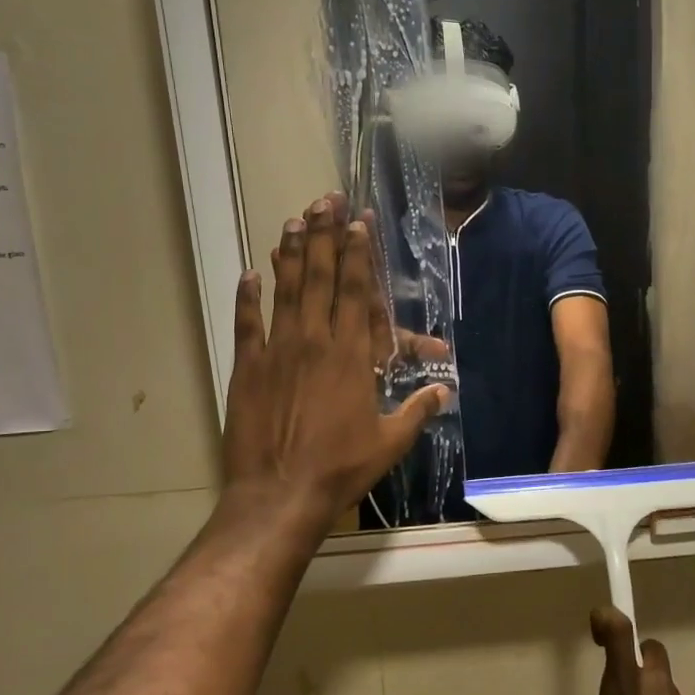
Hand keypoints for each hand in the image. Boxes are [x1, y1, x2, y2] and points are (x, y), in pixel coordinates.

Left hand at [223, 193, 447, 520]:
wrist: (279, 494)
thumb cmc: (341, 468)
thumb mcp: (390, 442)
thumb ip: (418, 410)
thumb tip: (447, 390)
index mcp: (351, 355)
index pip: (358, 292)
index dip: (359, 253)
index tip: (357, 221)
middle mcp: (314, 341)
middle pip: (322, 278)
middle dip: (325, 236)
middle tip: (325, 200)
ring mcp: (277, 351)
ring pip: (286, 291)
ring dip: (292, 254)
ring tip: (294, 220)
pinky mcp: (248, 368)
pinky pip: (248, 323)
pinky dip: (248, 297)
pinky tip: (250, 273)